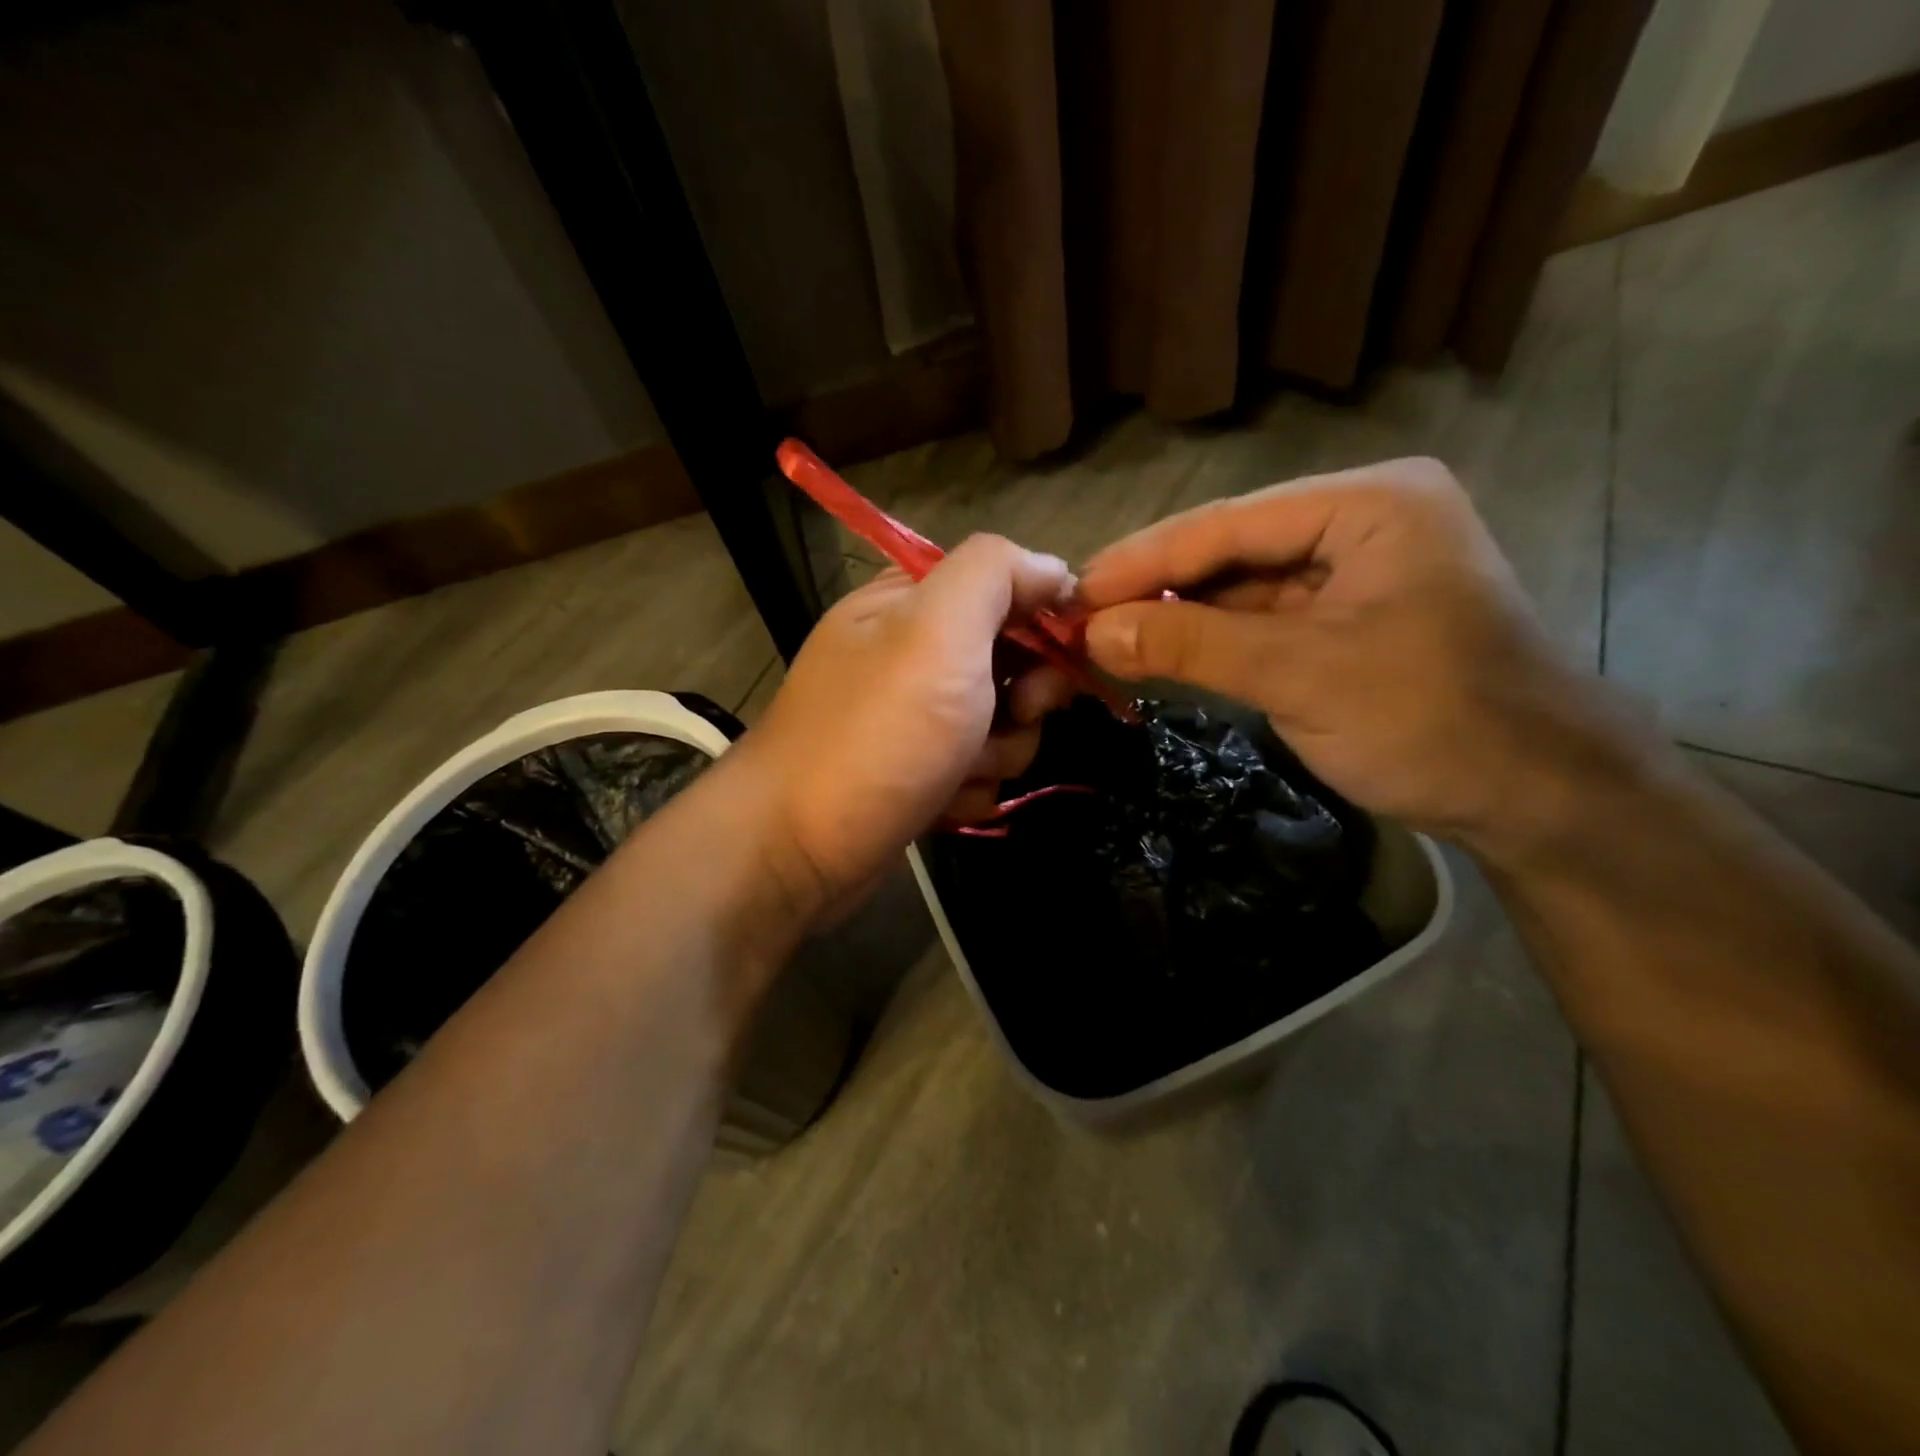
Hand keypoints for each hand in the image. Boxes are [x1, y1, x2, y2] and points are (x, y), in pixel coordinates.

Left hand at [739, 535, 1073, 915]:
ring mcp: (913, 717)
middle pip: (1012, 661)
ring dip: (997, 752)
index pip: (1005, 585)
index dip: (1044, 616)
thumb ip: (994, 574)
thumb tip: (1051, 567)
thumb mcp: (936, 630)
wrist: (799, 849)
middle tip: (1012, 715)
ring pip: (1003, 724)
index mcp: (911, 602)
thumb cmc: (876, 732)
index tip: (1059, 656)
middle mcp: (912, 653)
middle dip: (1023, 697)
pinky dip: (970, 789)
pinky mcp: (917, 772)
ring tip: (957, 771)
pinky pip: (978, 771)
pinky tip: (941, 802)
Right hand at [1077, 458, 1642, 860]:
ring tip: (1106, 636)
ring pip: (1242, 587)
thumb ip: (1191, 642)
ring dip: (1178, 614)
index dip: (1144, 559)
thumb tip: (1092, 629)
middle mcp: (1360, 522)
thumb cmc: (1432, 719)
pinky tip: (1161, 651)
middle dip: (1157, 586)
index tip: (1074, 590)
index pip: (1228, 524)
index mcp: (1367, 504)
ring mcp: (1355, 572)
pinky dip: (1212, 639)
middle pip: (1232, 550)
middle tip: (1081, 617)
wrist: (1540, 798)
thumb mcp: (1300, 674)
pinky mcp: (1347, 620)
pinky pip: (1263, 620)